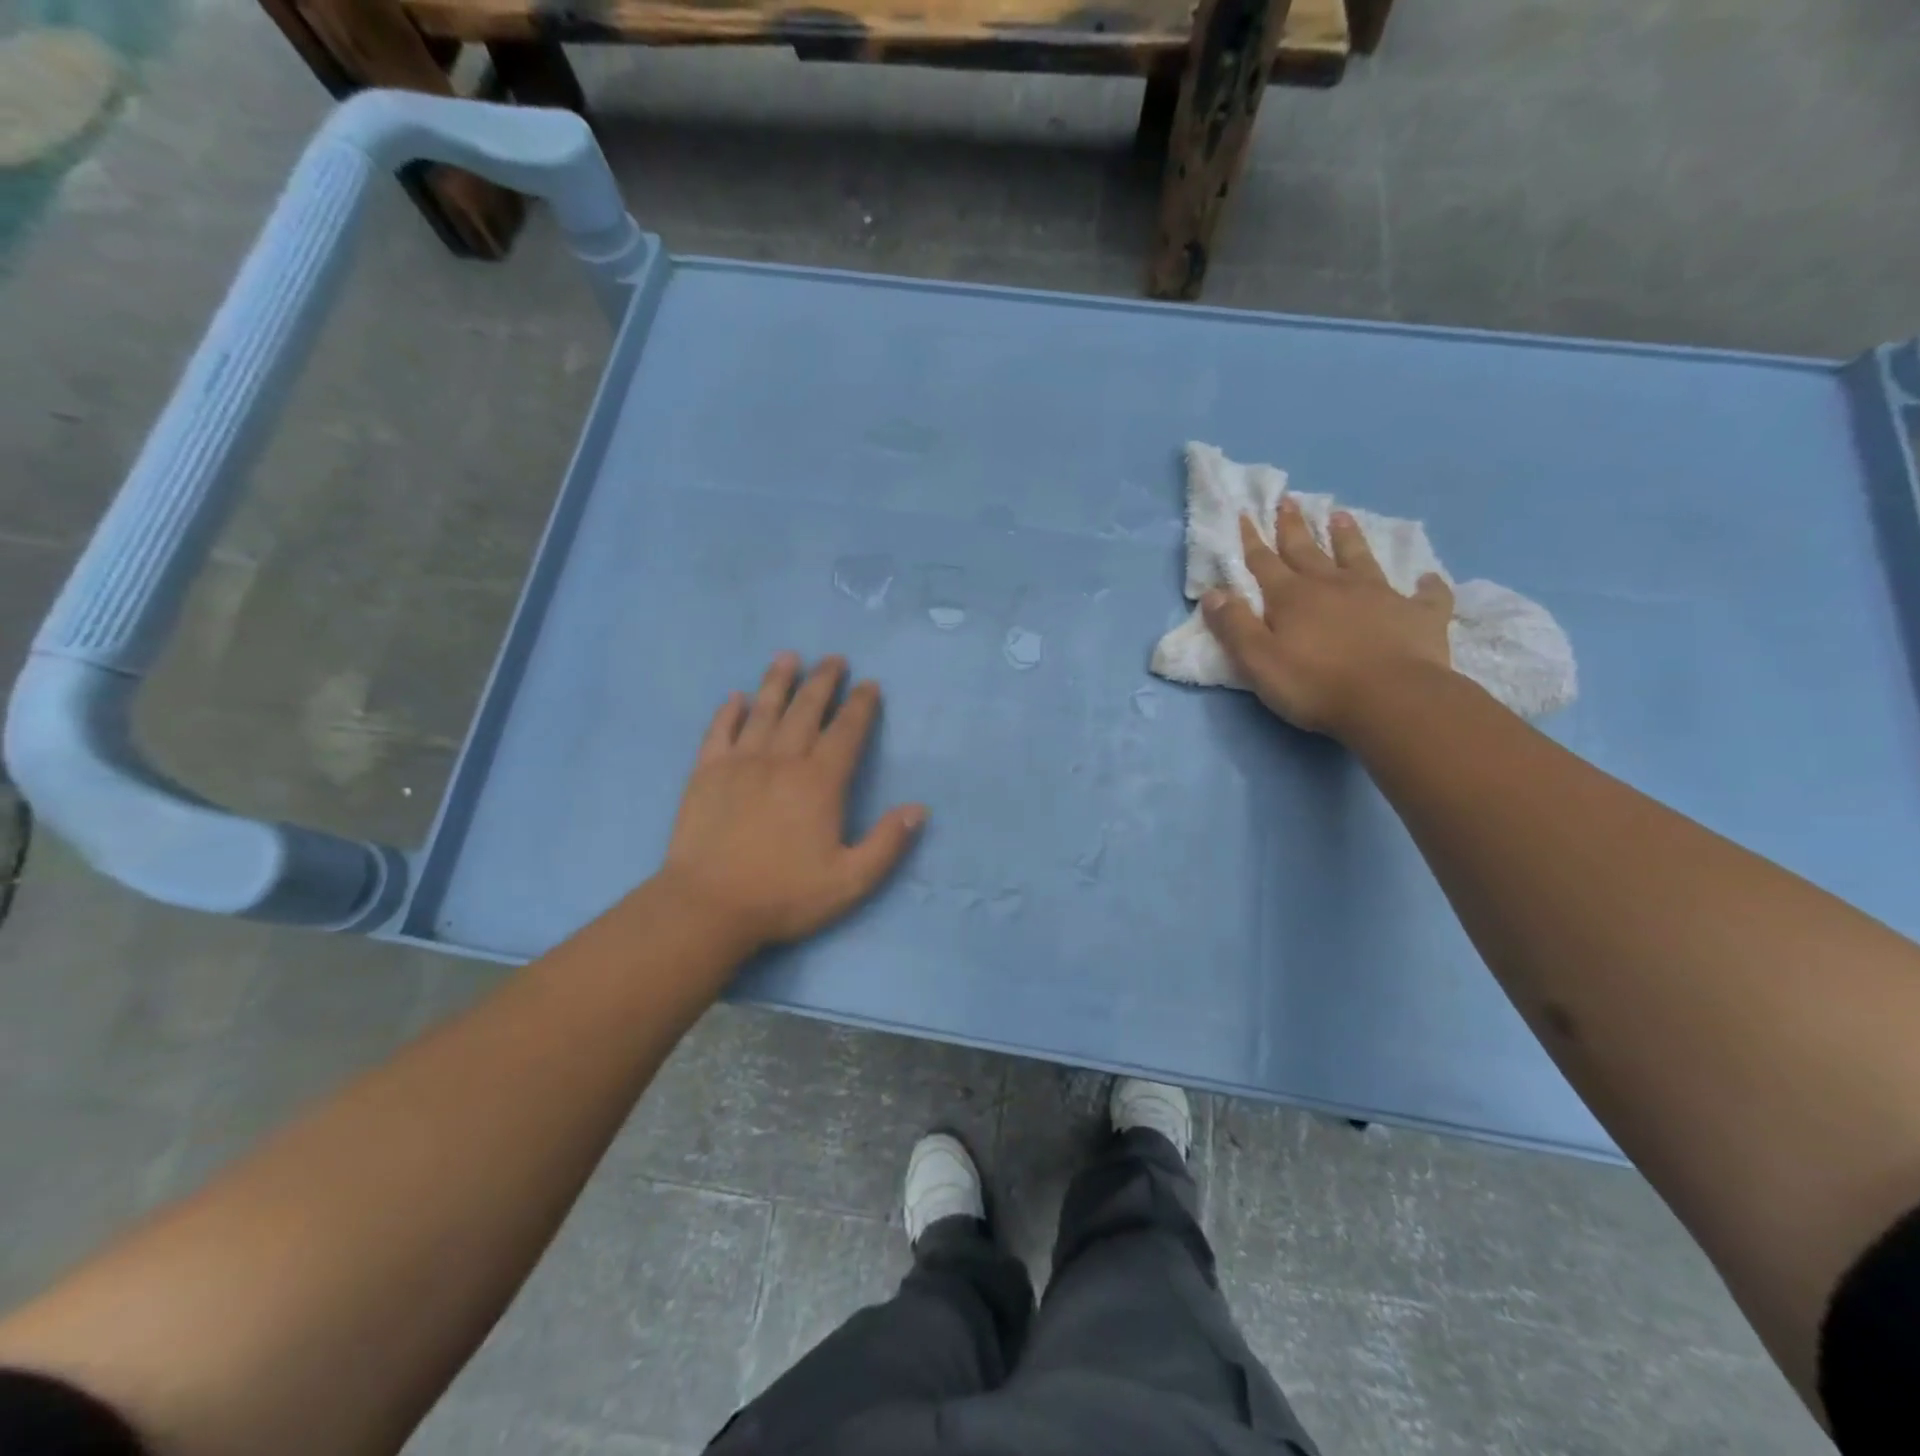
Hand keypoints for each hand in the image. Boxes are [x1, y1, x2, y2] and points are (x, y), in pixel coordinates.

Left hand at [660, 653, 926, 950]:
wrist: (707, 906)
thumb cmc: (783, 895)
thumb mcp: (850, 881)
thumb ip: (887, 843)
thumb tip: (919, 809)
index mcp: (819, 782)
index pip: (845, 732)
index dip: (860, 706)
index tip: (869, 684)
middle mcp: (782, 760)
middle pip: (806, 710)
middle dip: (823, 682)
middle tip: (834, 659)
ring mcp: (740, 763)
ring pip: (764, 711)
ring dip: (778, 681)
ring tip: (789, 657)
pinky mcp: (706, 773)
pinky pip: (719, 732)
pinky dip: (729, 712)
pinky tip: (736, 697)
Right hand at [1203, 497, 1454, 737]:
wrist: (1391, 700)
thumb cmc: (1314, 684)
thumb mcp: (1258, 660)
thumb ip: (1234, 626)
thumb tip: (1212, 592)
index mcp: (1292, 597)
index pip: (1265, 562)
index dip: (1252, 539)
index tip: (1246, 513)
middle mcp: (1333, 586)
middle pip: (1308, 550)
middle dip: (1294, 527)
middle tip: (1289, 501)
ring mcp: (1380, 595)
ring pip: (1360, 558)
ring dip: (1349, 537)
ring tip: (1341, 516)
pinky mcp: (1419, 615)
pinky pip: (1425, 595)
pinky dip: (1426, 586)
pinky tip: (1427, 579)